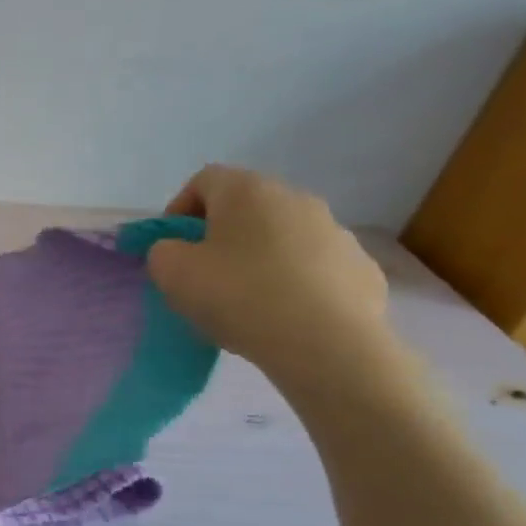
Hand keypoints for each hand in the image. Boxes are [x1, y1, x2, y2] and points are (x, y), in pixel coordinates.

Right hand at [146, 165, 391, 391]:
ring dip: (260, 259)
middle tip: (204, 276)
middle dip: (221, 236)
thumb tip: (179, 251)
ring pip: (282, 238)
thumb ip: (163, 251)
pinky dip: (296, 284)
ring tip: (246, 302)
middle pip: (246, 208)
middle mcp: (296, 199)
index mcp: (248, 191)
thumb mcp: (171, 272)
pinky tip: (284, 316)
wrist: (326, 345)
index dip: (179, 211)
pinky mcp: (362, 269)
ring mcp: (336, 233)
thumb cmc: (238, 296)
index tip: (173, 248)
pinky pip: (315, 268)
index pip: (204, 181)